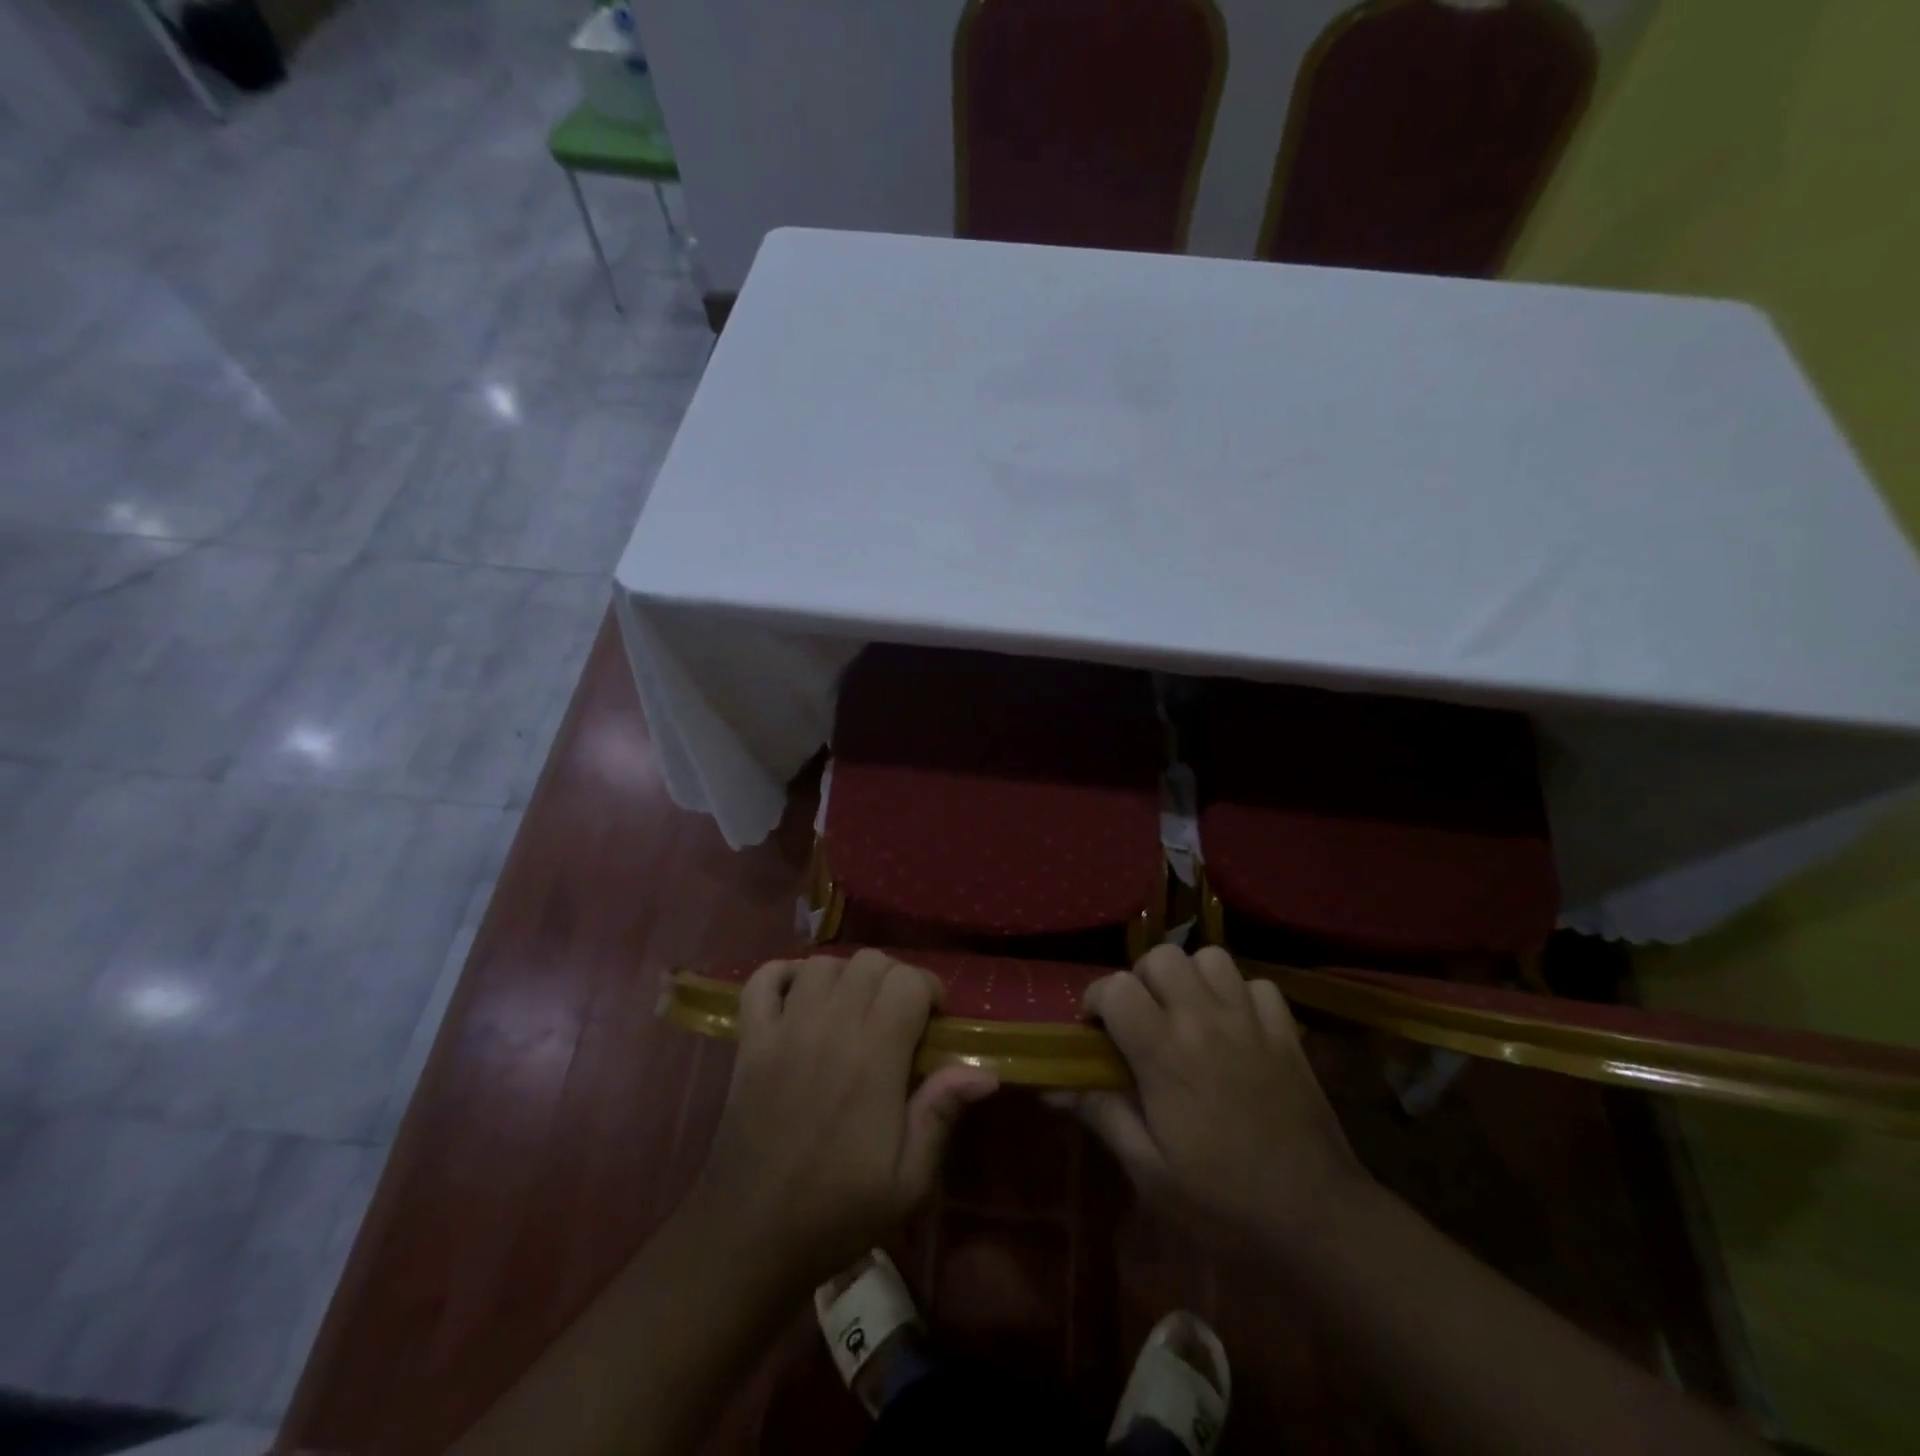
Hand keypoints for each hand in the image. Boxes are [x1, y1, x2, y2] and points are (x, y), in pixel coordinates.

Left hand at [689, 950, 997, 1289]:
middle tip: (900, 1016)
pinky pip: (762, 979)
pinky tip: (800, 994)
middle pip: (869, 962)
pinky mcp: (750, 1040)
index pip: (908, 981)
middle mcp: (829, 1028)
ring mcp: (784, 1029)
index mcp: (873, 1057)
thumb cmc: (837, 1211)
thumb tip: (984, 1071)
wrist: (750, 1237)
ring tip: (854, 1008)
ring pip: (823, 964)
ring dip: (847, 975)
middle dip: (894, 978)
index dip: (930, 989)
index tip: (935, 1020)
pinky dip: (783, 974)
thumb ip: (940, 1113)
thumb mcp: (907, 1181)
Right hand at [1051, 946, 1368, 1254]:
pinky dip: (1240, 994)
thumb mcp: (1149, 1172)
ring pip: (1210, 958)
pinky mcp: (1287, 1033)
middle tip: (1142, 1019)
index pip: (1116, 988)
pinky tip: (1235, 1025)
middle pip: (1161, 957)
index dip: (1096, 1000)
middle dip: (1141, 979)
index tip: (1096, 1031)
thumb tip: (1051, 1085)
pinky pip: (1258, 984)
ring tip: (1187, 1013)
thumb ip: (1102, 1114)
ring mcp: (1251, 1022)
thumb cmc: (1223, 1204)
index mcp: (1165, 1053)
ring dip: (1190, 977)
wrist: (1319, 1222)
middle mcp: (1205, 1021)